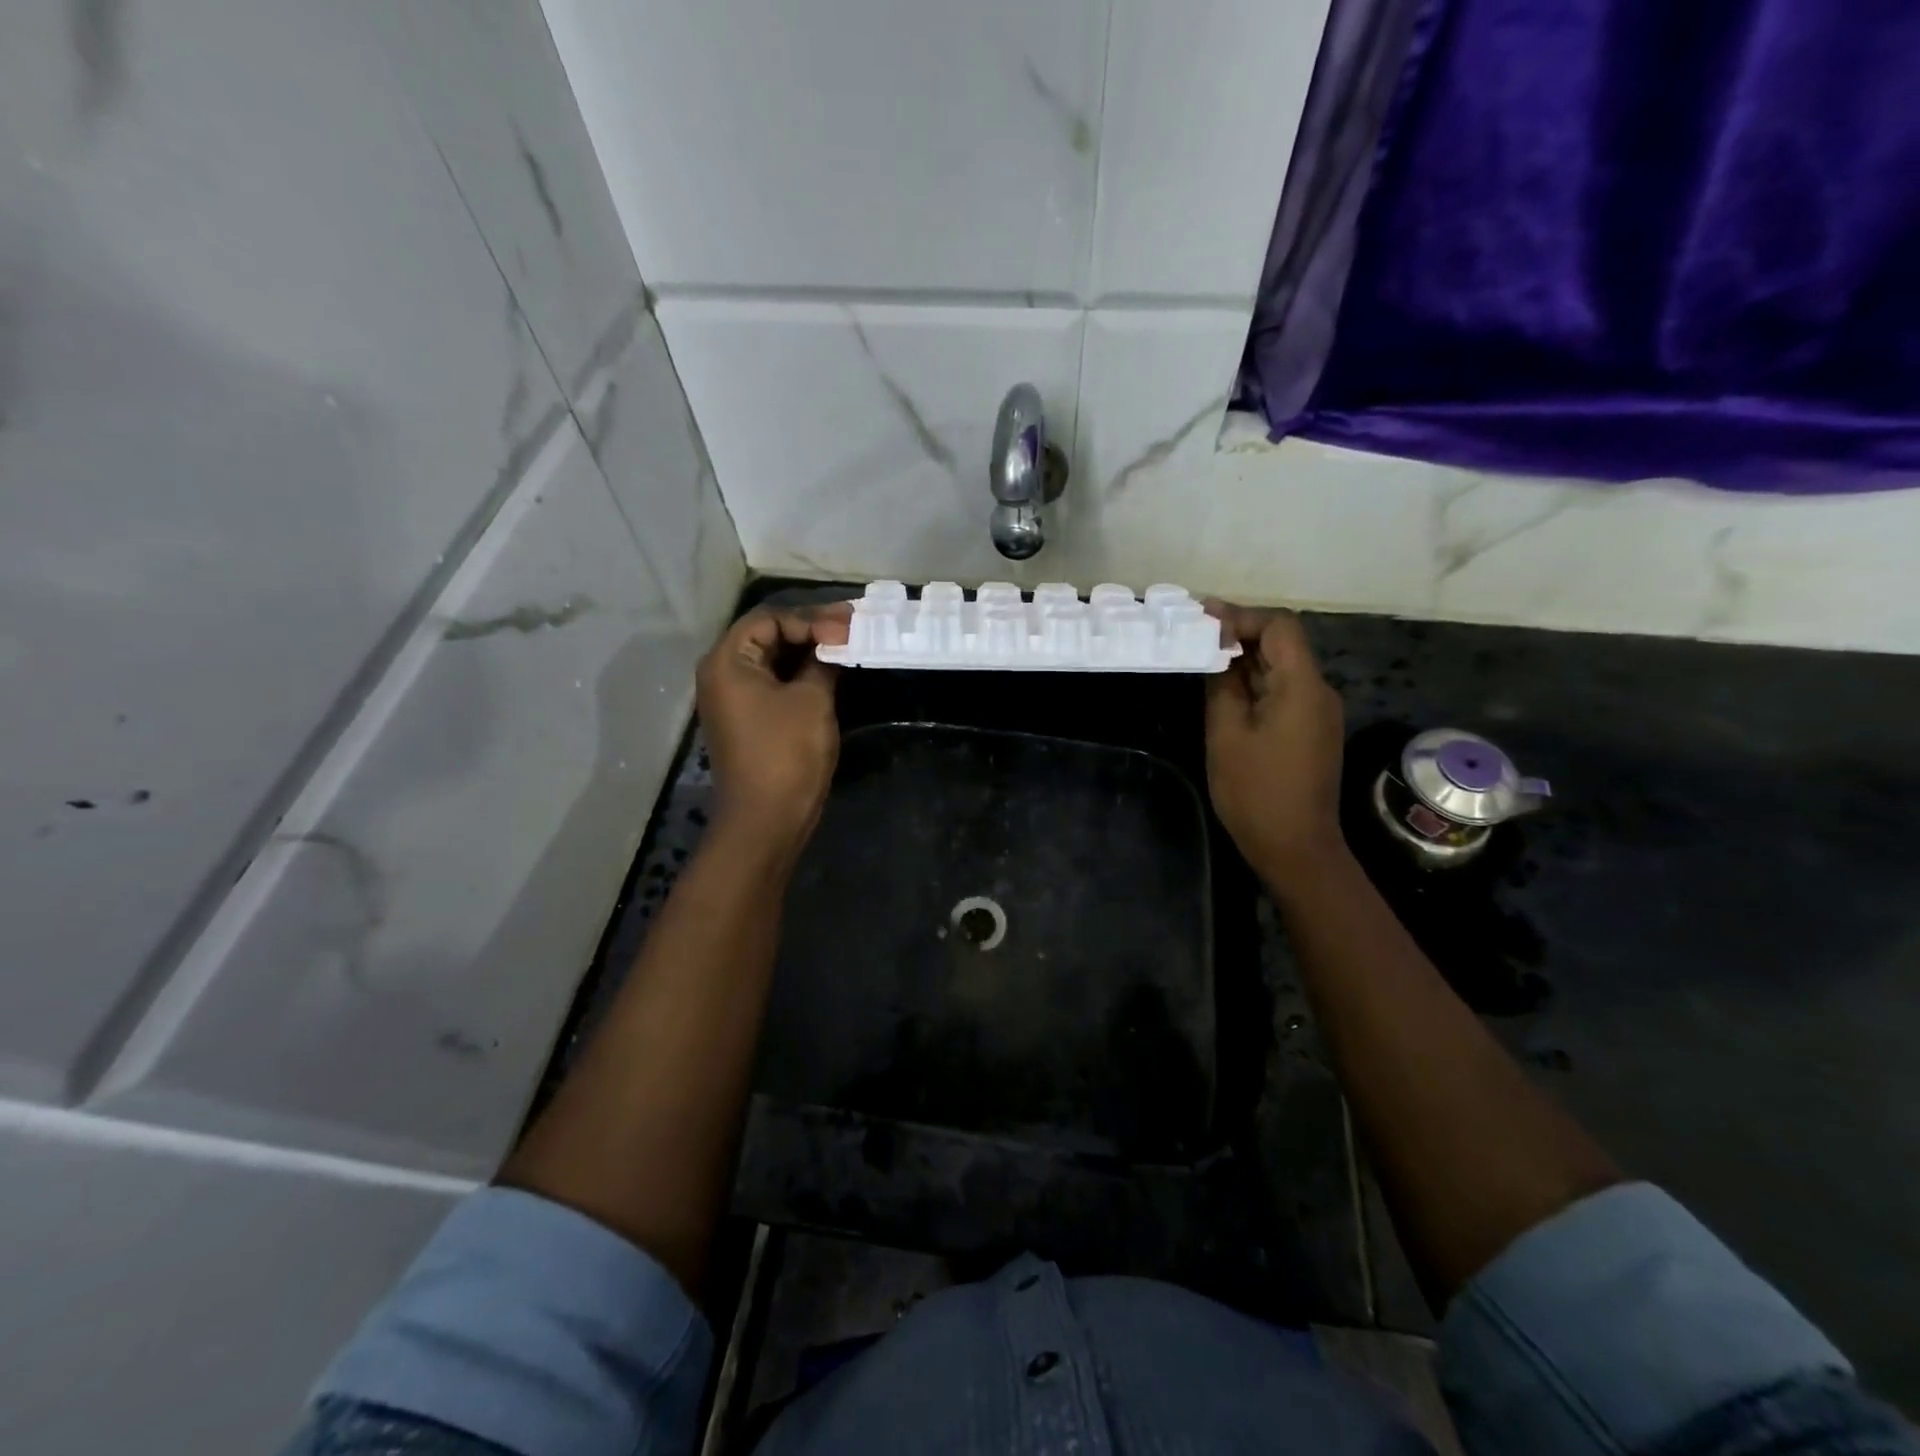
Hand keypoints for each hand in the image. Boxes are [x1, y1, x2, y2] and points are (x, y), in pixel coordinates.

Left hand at [695, 602, 851, 854]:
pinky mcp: (746, 719)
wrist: (766, 820)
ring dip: (808, 652)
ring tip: (847, 645)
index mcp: (727, 661)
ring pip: (772, 660)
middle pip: (767, 635)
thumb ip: (824, 661)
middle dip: (811, 630)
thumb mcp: (812, 699)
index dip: (812, 619)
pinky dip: (800, 674)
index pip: (770, 619)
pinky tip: (830, 672)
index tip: (850, 627)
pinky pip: (773, 683)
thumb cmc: (786, 754)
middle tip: (853, 628)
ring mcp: (732, 699)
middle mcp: (721, 673)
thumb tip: (836, 642)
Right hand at [1203, 602, 1347, 889]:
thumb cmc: (1255, 791)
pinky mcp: (1310, 729)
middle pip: (1282, 643)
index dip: (1240, 617)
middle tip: (1192, 635)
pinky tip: (1223, 690)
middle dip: (1238, 635)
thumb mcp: (1226, 734)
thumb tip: (1216, 652)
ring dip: (1244, 659)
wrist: (1296, 847)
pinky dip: (1254, 683)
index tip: (1200, 621)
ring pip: (1280, 667)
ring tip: (1200, 659)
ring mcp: (1317, 712)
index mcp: (1302, 686)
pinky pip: (1282, 691)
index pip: (1278, 626)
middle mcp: (1318, 691)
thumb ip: (1222, 685)